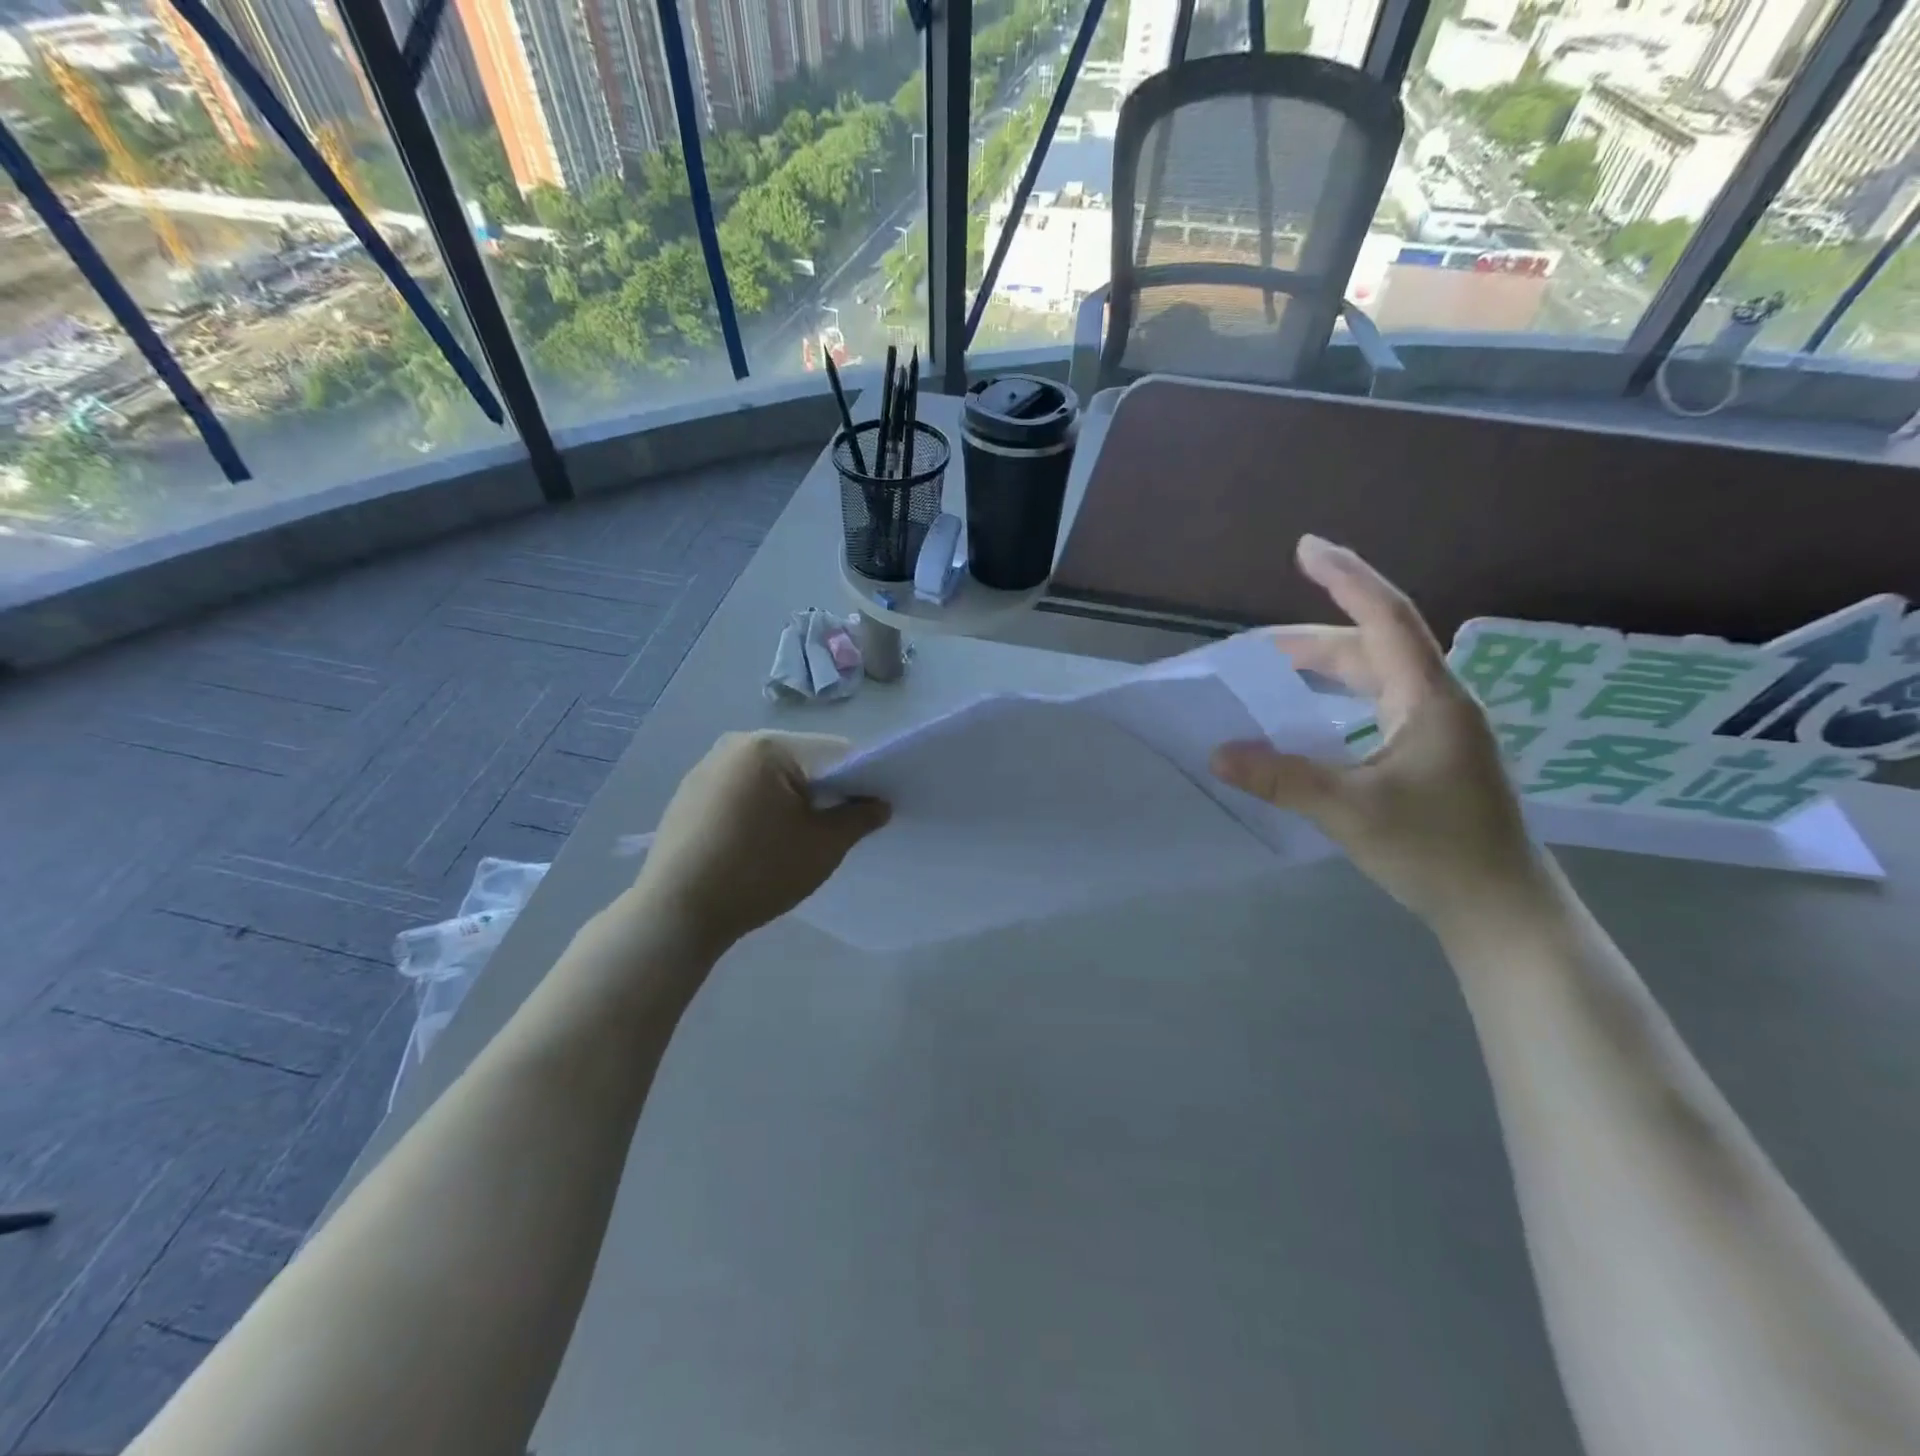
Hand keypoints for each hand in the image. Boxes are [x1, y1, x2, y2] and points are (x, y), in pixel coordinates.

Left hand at [631, 731, 889, 953]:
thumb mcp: (823, 847)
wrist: (676, 913)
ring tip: (795, 841)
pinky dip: (761, 808)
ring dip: (791, 800)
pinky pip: (742, 790)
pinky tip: (758, 843)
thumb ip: (859, 818)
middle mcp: (735, 744)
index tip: (869, 812)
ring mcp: (706, 767)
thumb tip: (878, 804)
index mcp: (768, 746)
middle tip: (835, 830)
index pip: (834, 753)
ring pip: (770, 776)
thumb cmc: (758, 872)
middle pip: (801, 761)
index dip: (861, 780)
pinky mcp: (689, 793)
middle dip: (824, 791)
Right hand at [1208, 536, 1550, 931]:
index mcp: (1431, 698)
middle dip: (1311, 640)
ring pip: (1374, 678)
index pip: (1386, 618)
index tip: (1306, 547)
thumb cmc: (1436, 851)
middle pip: (1372, 647)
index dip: (1346, 578)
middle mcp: (1438, 702)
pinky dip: (1337, 700)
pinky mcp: (1431, 756)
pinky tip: (1311, 720)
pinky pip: (1376, 707)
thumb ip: (1281, 778)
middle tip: (1254, 648)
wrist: (1501, 910)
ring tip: (1273, 673)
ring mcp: (1438, 731)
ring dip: (1323, 670)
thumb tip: (1217, 752)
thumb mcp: (1350, 811)